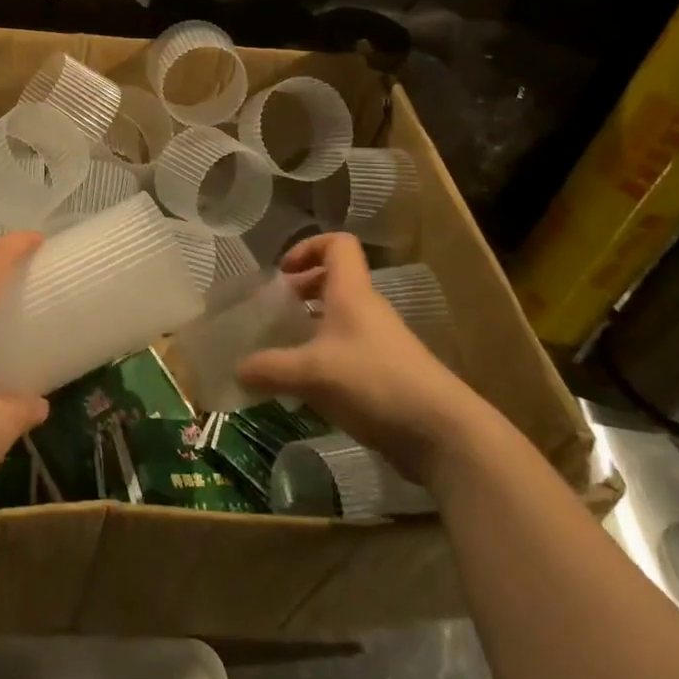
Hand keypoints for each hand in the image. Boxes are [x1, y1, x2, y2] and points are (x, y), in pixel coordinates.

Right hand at [236, 233, 483, 483]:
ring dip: (312, 327)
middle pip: (335, 281)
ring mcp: (381, 343)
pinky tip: (308, 386)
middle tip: (276, 312)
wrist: (442, 433)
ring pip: (341, 319)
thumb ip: (270, 369)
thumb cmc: (374, 382)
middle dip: (302, 290)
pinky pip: (349, 352)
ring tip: (284, 350)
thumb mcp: (312, 373)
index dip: (308, 247)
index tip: (283, 272)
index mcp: (352, 293)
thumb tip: (236, 370)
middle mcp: (367, 310)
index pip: (337, 244)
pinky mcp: (387, 375)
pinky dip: (325, 358)